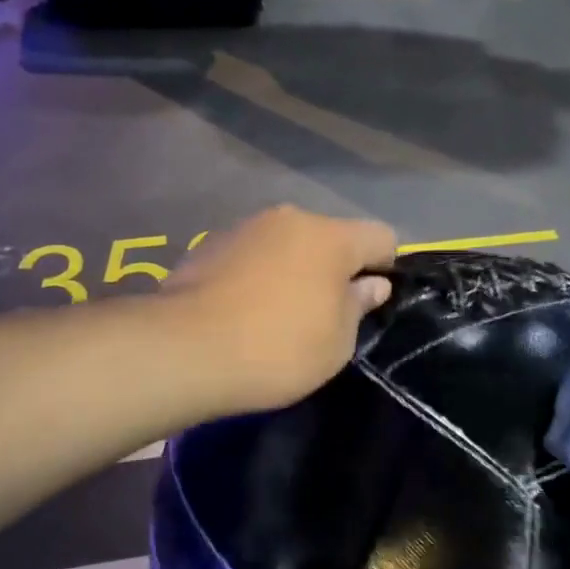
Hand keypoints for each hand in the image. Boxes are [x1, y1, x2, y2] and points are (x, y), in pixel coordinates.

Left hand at [164, 205, 397, 413]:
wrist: (184, 350)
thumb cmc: (277, 348)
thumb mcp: (336, 343)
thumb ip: (358, 305)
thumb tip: (371, 284)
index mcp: (330, 236)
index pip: (381, 236)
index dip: (385, 267)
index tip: (370, 302)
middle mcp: (289, 218)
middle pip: (329, 237)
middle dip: (334, 268)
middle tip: (323, 314)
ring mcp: (245, 227)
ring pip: (286, 244)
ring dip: (292, 269)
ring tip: (276, 314)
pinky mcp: (209, 244)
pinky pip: (251, 255)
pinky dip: (256, 274)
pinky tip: (241, 310)